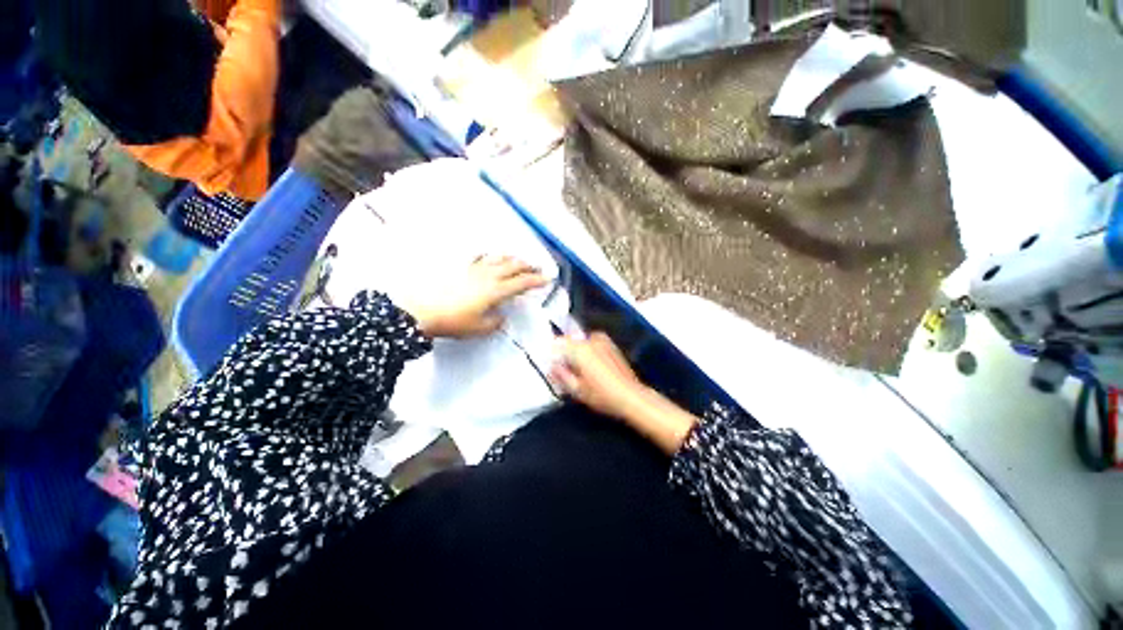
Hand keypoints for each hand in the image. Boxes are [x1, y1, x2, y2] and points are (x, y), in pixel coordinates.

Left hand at [401, 255, 547, 338]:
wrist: (420, 310)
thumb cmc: (452, 321)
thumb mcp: (478, 328)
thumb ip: (495, 322)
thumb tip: (501, 317)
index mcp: (495, 291)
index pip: (521, 283)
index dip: (536, 280)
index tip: (547, 279)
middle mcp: (488, 276)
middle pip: (513, 266)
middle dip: (528, 266)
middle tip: (538, 268)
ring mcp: (473, 269)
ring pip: (498, 258)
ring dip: (512, 258)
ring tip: (519, 260)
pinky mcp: (460, 267)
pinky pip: (478, 257)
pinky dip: (488, 255)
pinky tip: (489, 256)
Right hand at [550, 332, 646, 420]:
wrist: (631, 396)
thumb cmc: (602, 395)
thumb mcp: (576, 390)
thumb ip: (560, 375)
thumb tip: (551, 366)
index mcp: (579, 348)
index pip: (557, 344)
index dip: (552, 355)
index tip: (553, 368)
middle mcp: (589, 339)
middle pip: (569, 341)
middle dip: (565, 353)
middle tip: (565, 370)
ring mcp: (602, 339)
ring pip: (581, 342)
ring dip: (576, 351)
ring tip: (579, 369)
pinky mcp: (610, 344)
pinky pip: (591, 343)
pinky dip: (587, 351)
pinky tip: (591, 366)